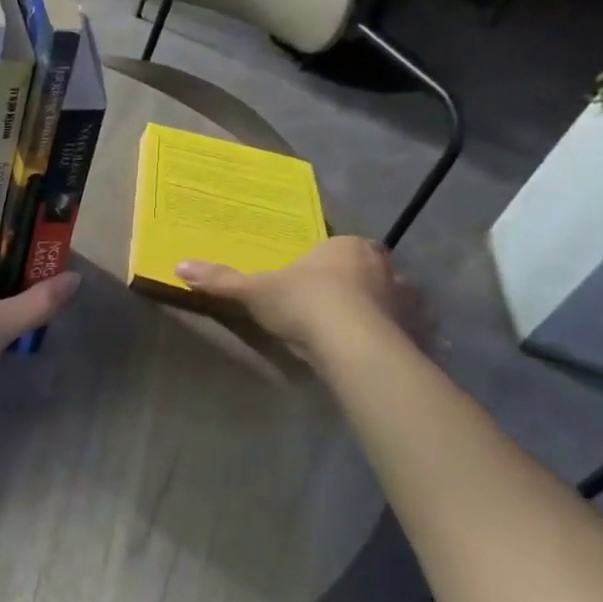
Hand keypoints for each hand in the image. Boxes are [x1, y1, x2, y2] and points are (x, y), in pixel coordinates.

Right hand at [177, 237, 425, 365]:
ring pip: (390, 301)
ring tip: (351, 335)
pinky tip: (375, 354)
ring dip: (377, 313)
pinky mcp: (423, 333)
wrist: (356, 347)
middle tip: (326, 309)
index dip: (321, 265)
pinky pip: (407, 333)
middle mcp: (387, 266)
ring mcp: (410, 300)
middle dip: (351, 286)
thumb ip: (221, 279)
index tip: (305, 284)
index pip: (336, 248)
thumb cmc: (306, 304)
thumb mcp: (254, 291)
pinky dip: (395, 340)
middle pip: (366, 272)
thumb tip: (179, 266)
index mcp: (348, 247)